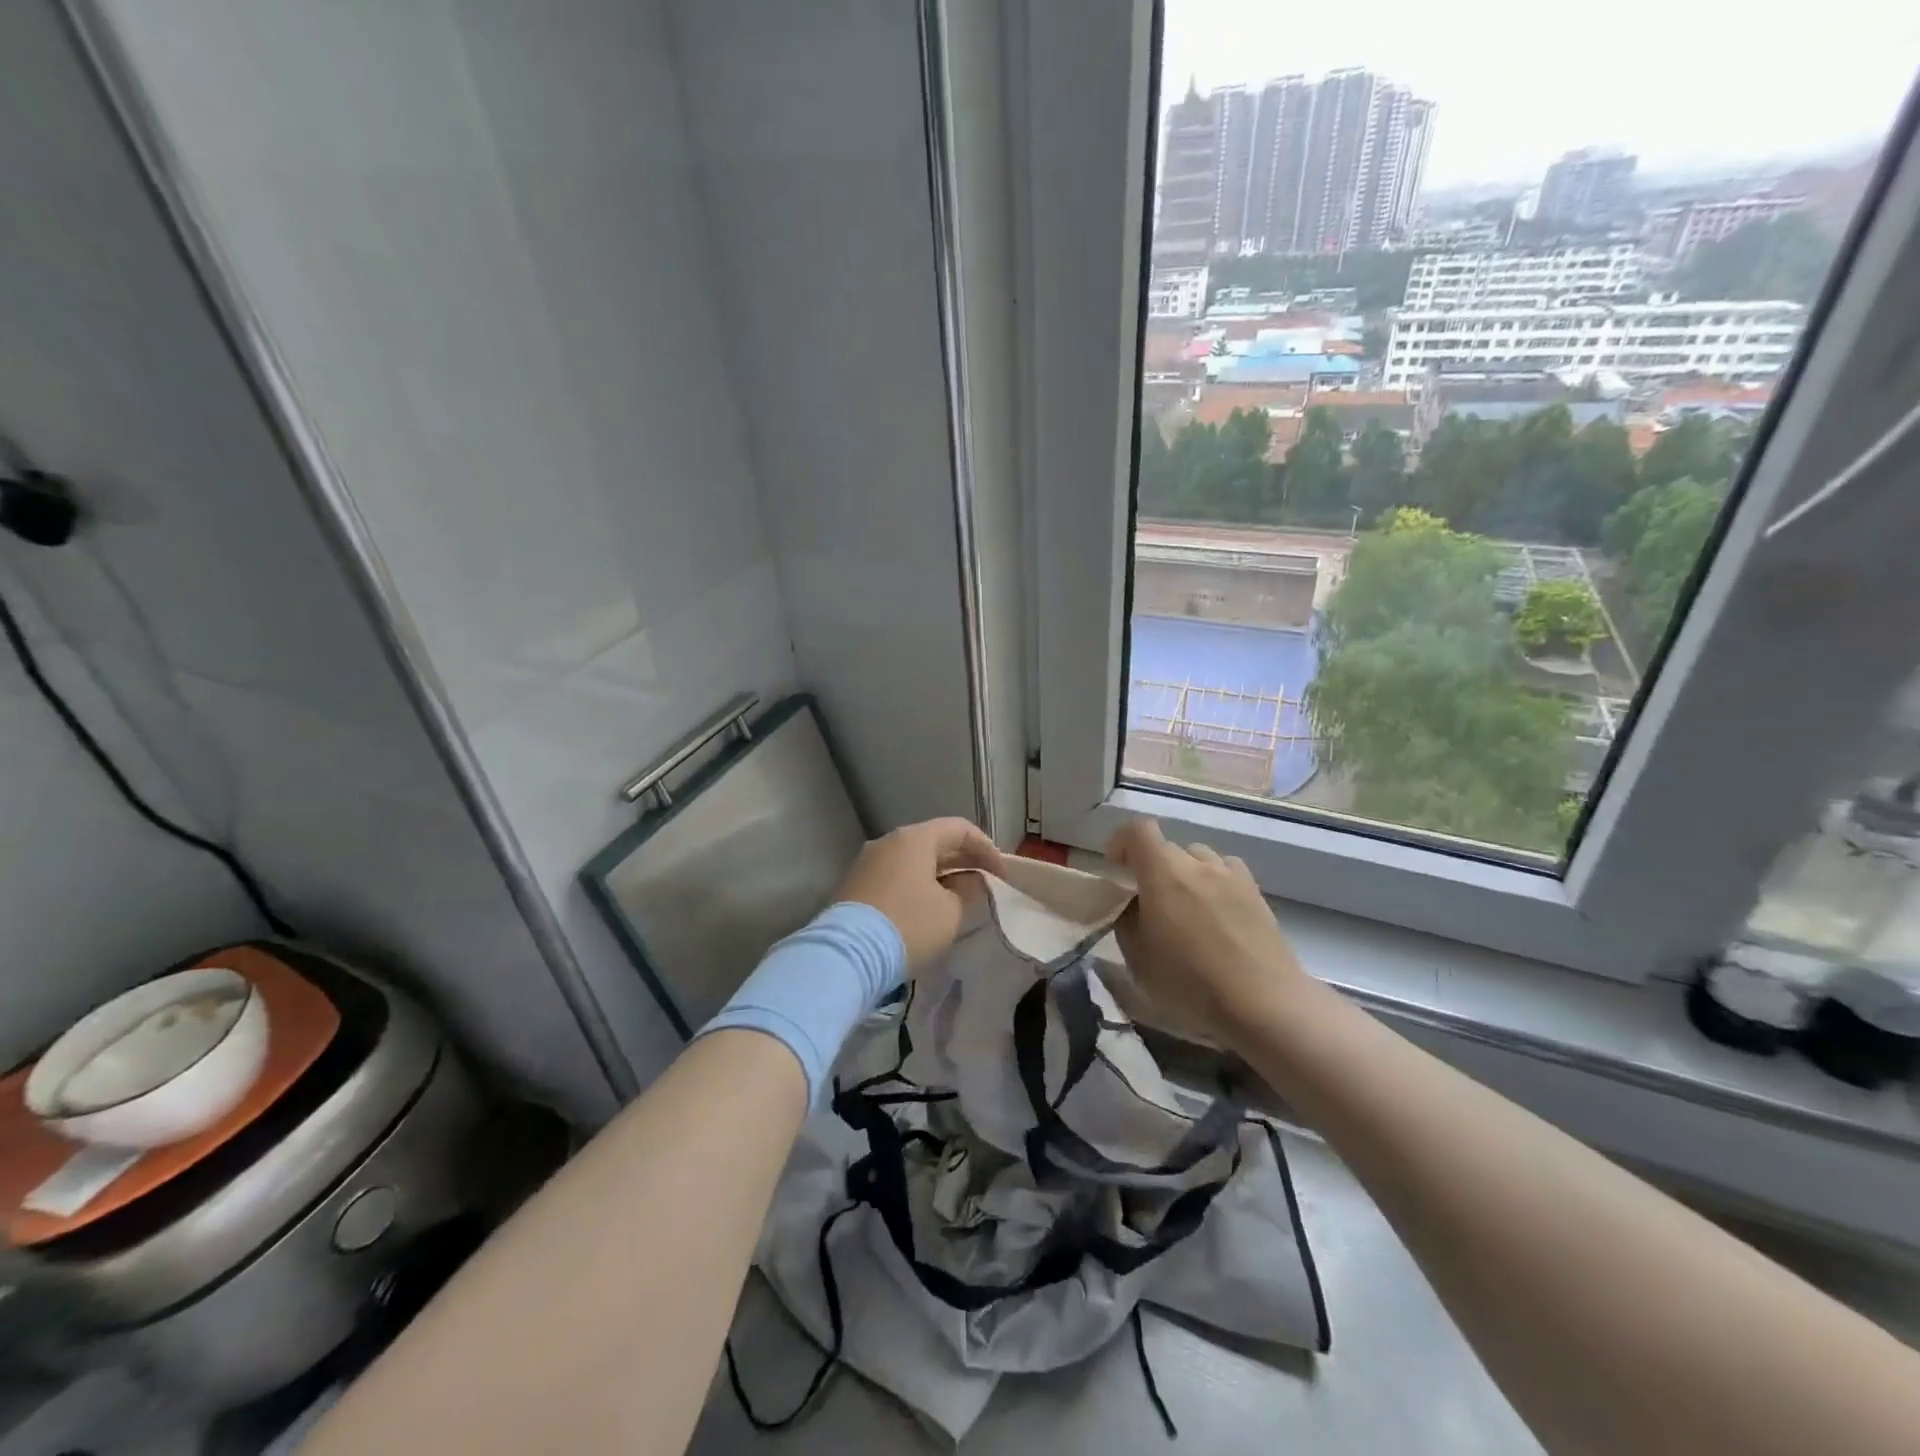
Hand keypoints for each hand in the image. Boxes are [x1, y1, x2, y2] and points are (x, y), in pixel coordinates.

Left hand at [837, 818, 1005, 972]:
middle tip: (985, 883)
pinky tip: (929, 907)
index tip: (1002, 876)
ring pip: (913, 860)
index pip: (959, 829)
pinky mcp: (855, 886)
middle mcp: (888, 842)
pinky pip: (896, 876)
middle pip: (934, 842)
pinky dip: (918, 885)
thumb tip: (970, 880)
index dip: (987, 849)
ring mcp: (868, 863)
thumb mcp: (950, 911)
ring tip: (960, 896)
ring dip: (940, 874)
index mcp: (914, 839)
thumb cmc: (908, 925)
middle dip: (964, 860)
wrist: (847, 956)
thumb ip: (968, 890)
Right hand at [1107, 818, 1308, 1047]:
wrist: (1264, 1005)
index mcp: (1163, 873)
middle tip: (1150, 904)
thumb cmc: (1191, 984)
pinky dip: (1214, 883)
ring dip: (1185, 874)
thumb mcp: (1138, 960)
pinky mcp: (1257, 893)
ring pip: (1199, 858)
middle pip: (1167, 848)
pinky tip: (1217, 915)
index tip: (1116, 870)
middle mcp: (1198, 863)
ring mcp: (1232, 875)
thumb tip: (1132, 906)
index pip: (1137, 830)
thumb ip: (1127, 922)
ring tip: (1186, 909)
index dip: (1121, 842)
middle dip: (1152, 868)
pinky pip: (1227, 873)